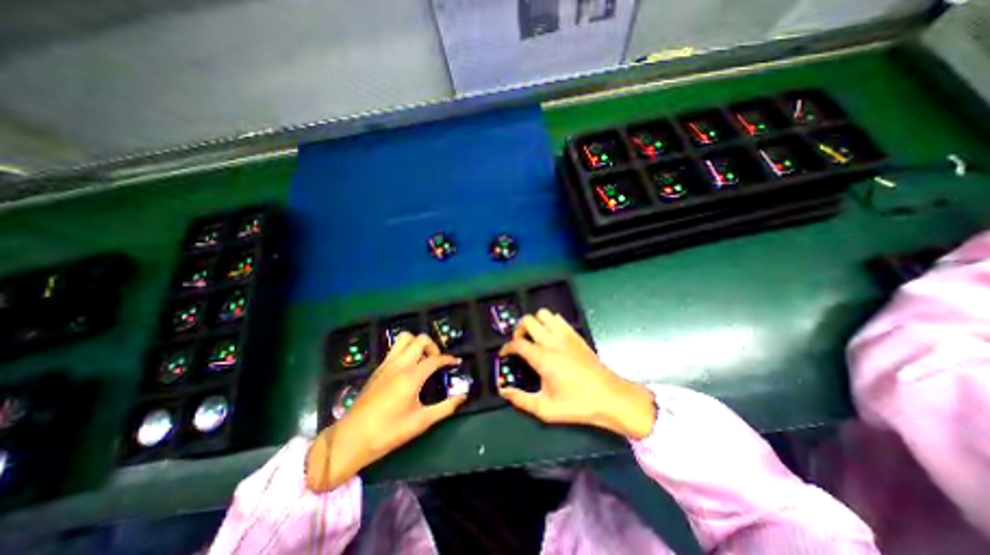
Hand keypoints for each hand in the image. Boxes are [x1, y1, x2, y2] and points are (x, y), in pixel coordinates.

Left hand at [309, 333, 465, 492]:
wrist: (351, 439)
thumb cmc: (388, 432)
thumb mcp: (421, 422)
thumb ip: (445, 407)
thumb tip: (463, 397)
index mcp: (411, 377)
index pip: (435, 359)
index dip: (448, 359)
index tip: (456, 362)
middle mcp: (399, 365)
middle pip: (420, 339)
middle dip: (433, 346)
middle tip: (437, 361)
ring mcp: (386, 364)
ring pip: (404, 338)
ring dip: (417, 344)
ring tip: (423, 359)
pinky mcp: (378, 369)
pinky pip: (395, 348)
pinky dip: (406, 349)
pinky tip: (408, 367)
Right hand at [498, 310, 655, 438]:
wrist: (610, 396)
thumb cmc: (578, 404)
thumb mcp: (546, 409)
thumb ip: (521, 400)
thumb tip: (504, 391)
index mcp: (543, 358)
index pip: (517, 343)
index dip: (507, 347)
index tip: (504, 354)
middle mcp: (552, 342)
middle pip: (528, 321)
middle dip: (519, 330)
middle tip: (520, 343)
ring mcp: (565, 335)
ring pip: (543, 314)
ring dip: (535, 323)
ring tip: (534, 337)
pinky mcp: (575, 334)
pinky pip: (558, 318)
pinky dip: (549, 322)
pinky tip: (550, 336)